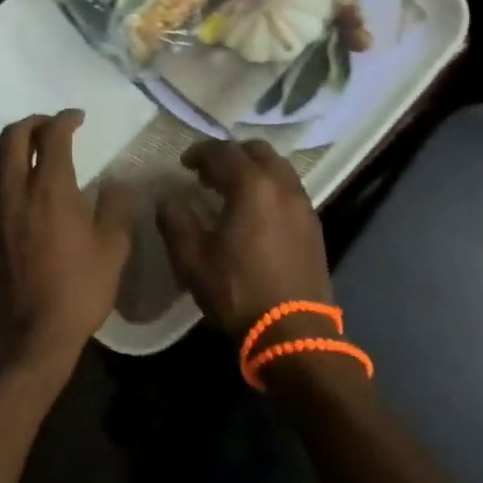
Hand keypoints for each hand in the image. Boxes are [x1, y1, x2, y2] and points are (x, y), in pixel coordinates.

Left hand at [0, 111, 138, 386]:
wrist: (25, 338)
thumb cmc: (77, 293)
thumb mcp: (112, 251)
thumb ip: (116, 209)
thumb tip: (118, 183)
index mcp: (51, 190)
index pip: (52, 136)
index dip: (65, 119)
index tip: (78, 118)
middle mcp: (16, 191)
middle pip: (12, 136)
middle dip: (33, 121)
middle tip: (53, 126)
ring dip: (12, 142)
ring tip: (34, 148)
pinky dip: (3, 169)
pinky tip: (22, 185)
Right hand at [156, 140, 333, 342]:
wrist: (293, 331)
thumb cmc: (238, 292)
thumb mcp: (192, 259)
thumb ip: (175, 221)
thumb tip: (168, 198)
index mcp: (252, 186)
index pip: (223, 152)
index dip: (200, 152)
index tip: (184, 163)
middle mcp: (283, 186)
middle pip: (258, 151)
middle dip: (231, 154)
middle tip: (210, 173)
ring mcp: (303, 205)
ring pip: (278, 168)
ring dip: (254, 169)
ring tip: (233, 190)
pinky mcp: (313, 225)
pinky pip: (289, 190)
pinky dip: (270, 187)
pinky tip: (256, 212)